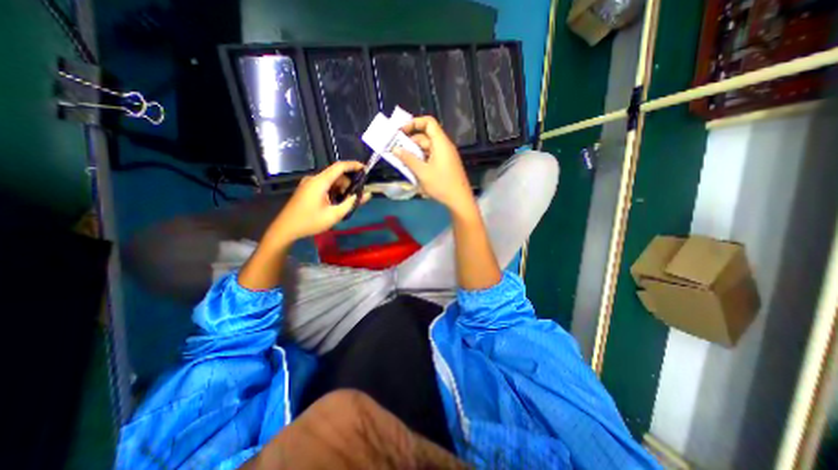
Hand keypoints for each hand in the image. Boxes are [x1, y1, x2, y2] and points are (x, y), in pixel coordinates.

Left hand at [267, 159, 369, 242]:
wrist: (286, 229)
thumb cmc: (310, 222)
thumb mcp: (335, 215)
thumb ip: (352, 203)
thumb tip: (367, 194)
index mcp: (320, 182)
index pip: (340, 166)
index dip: (354, 165)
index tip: (366, 169)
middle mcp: (314, 178)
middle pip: (337, 175)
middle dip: (349, 183)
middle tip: (356, 197)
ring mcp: (309, 183)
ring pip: (331, 181)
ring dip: (341, 189)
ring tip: (345, 203)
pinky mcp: (307, 189)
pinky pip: (325, 185)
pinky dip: (334, 191)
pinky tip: (335, 203)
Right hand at [389, 116, 474, 213]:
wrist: (459, 200)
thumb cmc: (441, 185)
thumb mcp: (422, 172)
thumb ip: (408, 159)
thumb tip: (395, 149)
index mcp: (441, 143)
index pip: (428, 122)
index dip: (414, 123)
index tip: (401, 132)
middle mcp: (444, 146)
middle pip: (426, 137)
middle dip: (410, 142)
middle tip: (396, 150)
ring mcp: (445, 156)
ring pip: (427, 148)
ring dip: (414, 153)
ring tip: (402, 161)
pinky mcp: (445, 165)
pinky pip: (431, 157)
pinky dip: (421, 160)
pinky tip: (412, 169)